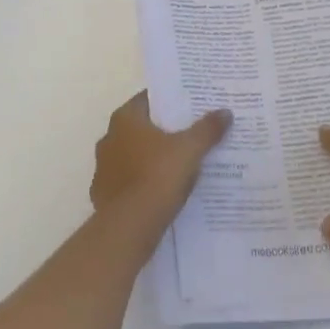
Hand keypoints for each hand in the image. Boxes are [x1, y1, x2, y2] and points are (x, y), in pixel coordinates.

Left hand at [91, 92, 231, 224]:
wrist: (128, 229)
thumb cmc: (157, 176)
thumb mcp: (190, 149)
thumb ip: (207, 129)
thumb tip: (225, 112)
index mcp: (125, 119)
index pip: (149, 99)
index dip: (171, 101)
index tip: (192, 105)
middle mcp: (109, 138)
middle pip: (142, 127)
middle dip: (165, 130)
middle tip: (192, 131)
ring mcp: (104, 169)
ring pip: (135, 155)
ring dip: (154, 158)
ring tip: (182, 162)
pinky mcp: (105, 196)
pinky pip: (131, 182)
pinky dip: (145, 183)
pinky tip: (165, 190)